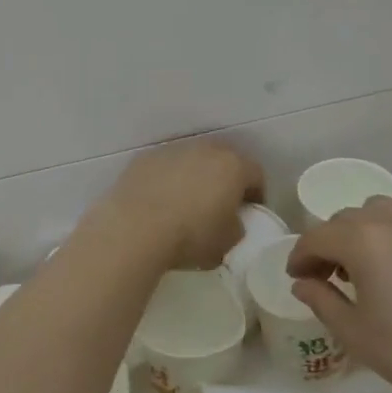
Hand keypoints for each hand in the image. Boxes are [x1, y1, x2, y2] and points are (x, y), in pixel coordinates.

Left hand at [100, 139, 264, 269]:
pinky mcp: (145, 158)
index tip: (249, 211)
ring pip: (192, 160)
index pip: (256, 174)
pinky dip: (167, 179)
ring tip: (186, 202)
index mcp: (233, 166)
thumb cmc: (190, 236)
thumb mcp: (227, 243)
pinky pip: (164, 166)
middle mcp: (205, 149)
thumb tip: (230, 221)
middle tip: (220, 203)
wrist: (135, 228)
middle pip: (223, 160)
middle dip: (225, 179)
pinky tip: (159, 201)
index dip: (256, 194)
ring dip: (194, 176)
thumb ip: (236, 227)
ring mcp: (172, 150)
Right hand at [286, 197, 391, 392]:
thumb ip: (320, 299)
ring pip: (380, 211)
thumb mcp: (354, 333)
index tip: (297, 278)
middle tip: (327, 275)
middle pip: (346, 218)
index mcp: (363, 240)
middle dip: (329, 242)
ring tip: (365, 266)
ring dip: (362, 231)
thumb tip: (303, 283)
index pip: (317, 236)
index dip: (300, 256)